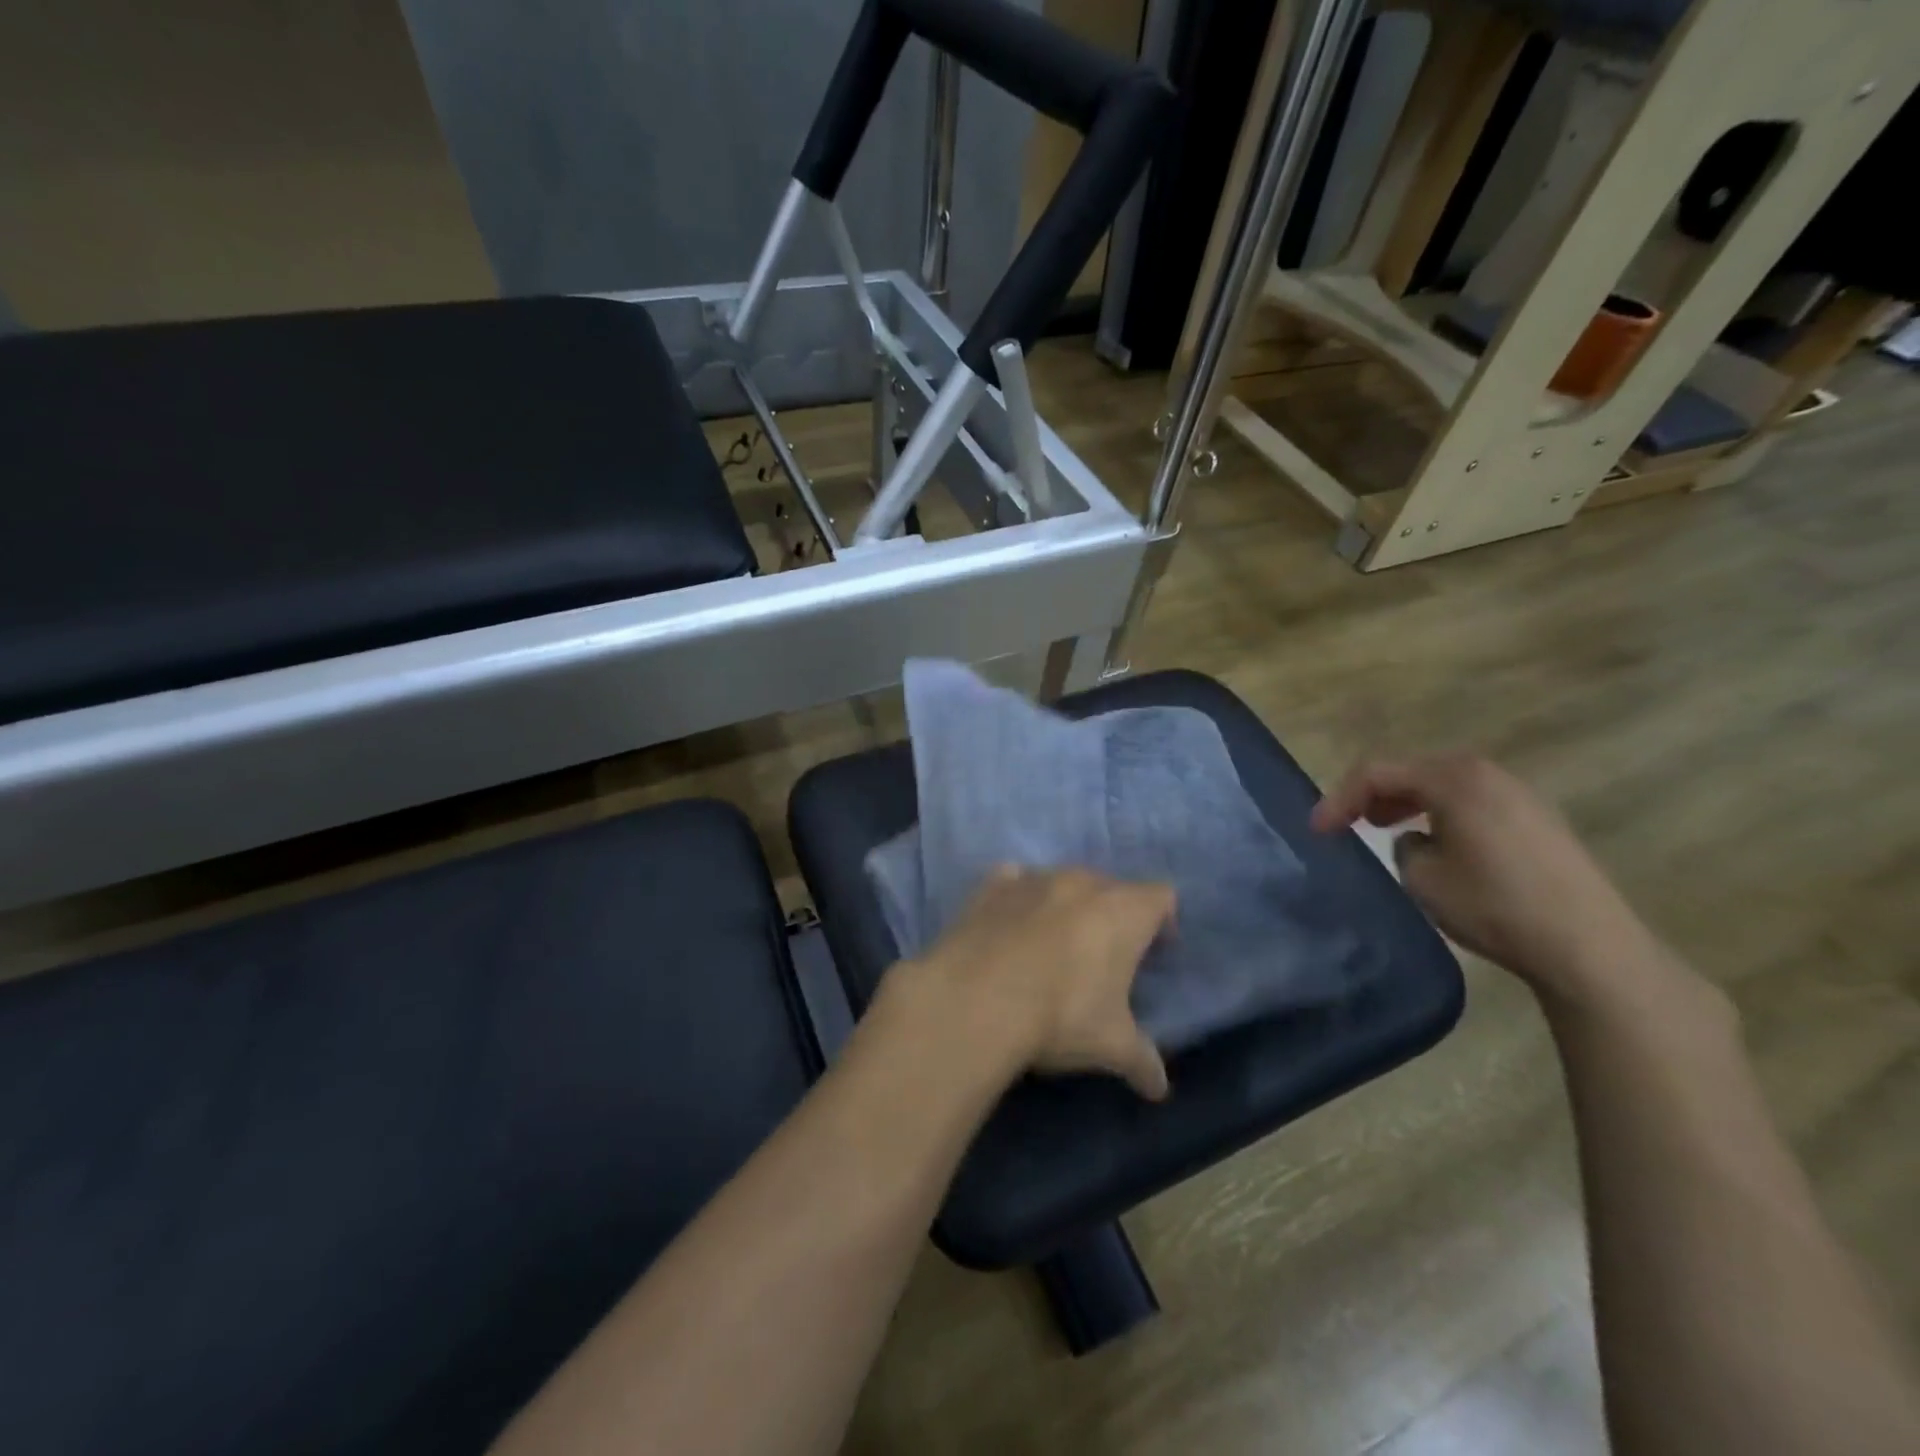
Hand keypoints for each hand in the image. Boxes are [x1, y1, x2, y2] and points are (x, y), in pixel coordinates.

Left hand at [896, 867, 1174, 1100]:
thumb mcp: (1111, 1046)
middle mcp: (1082, 882)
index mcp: (1124, 911)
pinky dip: (1018, 899)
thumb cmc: (1061, 1015)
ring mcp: (1034, 878)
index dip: (1162, 922)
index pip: (1161, 896)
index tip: (1153, 954)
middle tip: (1103, 959)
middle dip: (1112, 916)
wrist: (976, 998)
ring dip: (1065, 906)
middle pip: (1110, 887)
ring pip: (1062, 882)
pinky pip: (1014, 881)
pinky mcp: (991, 886)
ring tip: (1052, 947)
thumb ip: (1142, 1061)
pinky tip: (1009, 928)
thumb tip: (1159, 1088)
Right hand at [1311, 755, 1676, 1009]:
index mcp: (1453, 778)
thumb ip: (1403, 846)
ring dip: (1408, 801)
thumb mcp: (1422, 877)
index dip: (1339, 799)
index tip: (1317, 830)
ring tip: (1386, 827)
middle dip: (1373, 793)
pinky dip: (1441, 811)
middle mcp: (1487, 773)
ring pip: (1444, 784)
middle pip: (1412, 770)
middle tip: (1349, 822)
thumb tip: (1416, 838)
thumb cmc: (1493, 905)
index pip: (1377, 773)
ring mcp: (1519, 794)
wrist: (1587, 946)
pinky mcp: (1538, 819)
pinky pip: (1472, 800)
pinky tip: (1439, 842)